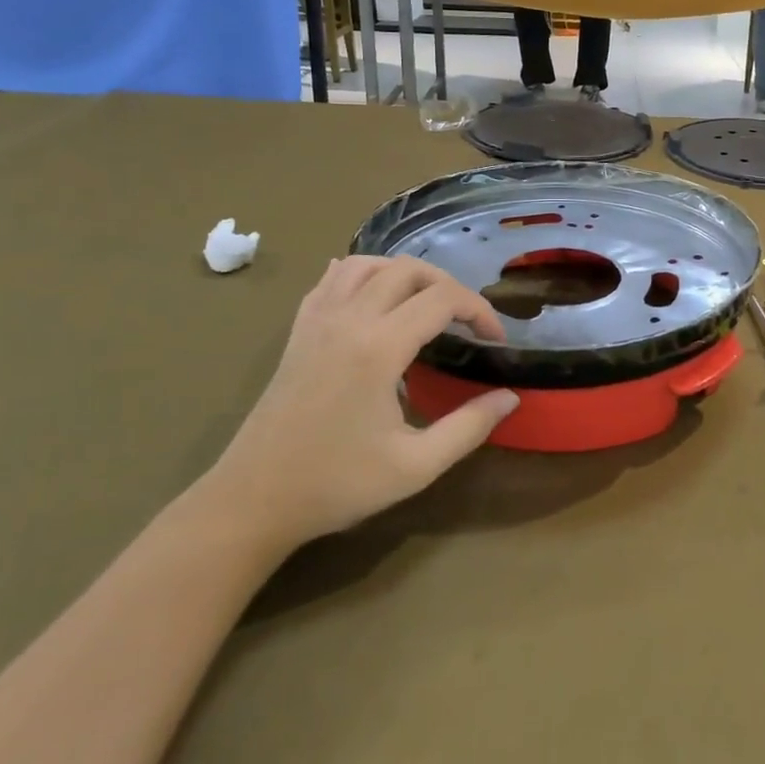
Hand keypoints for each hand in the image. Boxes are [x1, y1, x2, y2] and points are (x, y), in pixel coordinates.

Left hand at [201, 256, 518, 552]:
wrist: (253, 499)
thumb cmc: (337, 484)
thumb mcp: (416, 466)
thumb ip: (469, 427)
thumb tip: (511, 396)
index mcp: (379, 347)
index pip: (442, 299)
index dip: (479, 310)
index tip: (495, 340)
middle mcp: (348, 320)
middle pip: (408, 269)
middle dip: (448, 286)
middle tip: (467, 321)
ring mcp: (317, 320)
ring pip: (367, 264)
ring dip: (405, 273)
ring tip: (426, 303)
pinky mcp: (298, 330)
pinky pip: (332, 280)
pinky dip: (362, 275)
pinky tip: (374, 296)